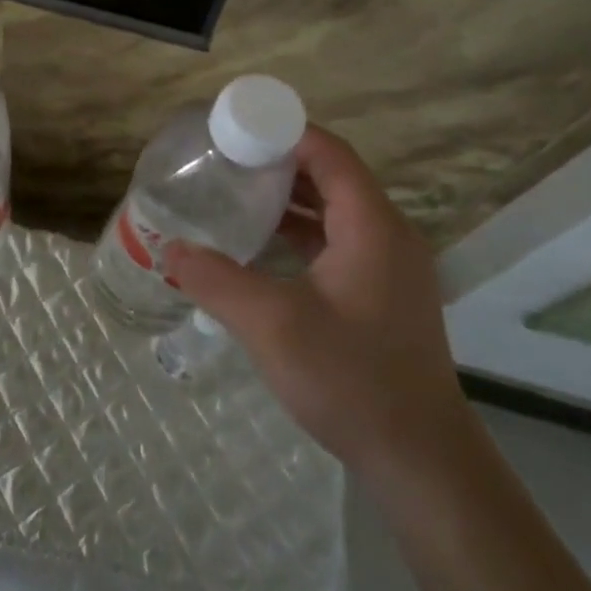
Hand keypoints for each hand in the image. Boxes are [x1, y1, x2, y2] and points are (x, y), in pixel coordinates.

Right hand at [168, 126, 472, 481]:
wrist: (421, 459)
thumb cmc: (352, 380)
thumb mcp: (273, 326)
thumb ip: (217, 280)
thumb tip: (169, 248)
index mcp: (372, 225)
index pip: (329, 152)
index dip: (283, 132)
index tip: (233, 131)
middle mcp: (388, 233)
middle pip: (333, 174)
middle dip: (279, 160)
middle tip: (225, 159)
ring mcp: (390, 264)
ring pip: (336, 208)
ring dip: (291, 196)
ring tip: (236, 191)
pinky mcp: (383, 291)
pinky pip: (340, 238)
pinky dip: (303, 229)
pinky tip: (263, 242)